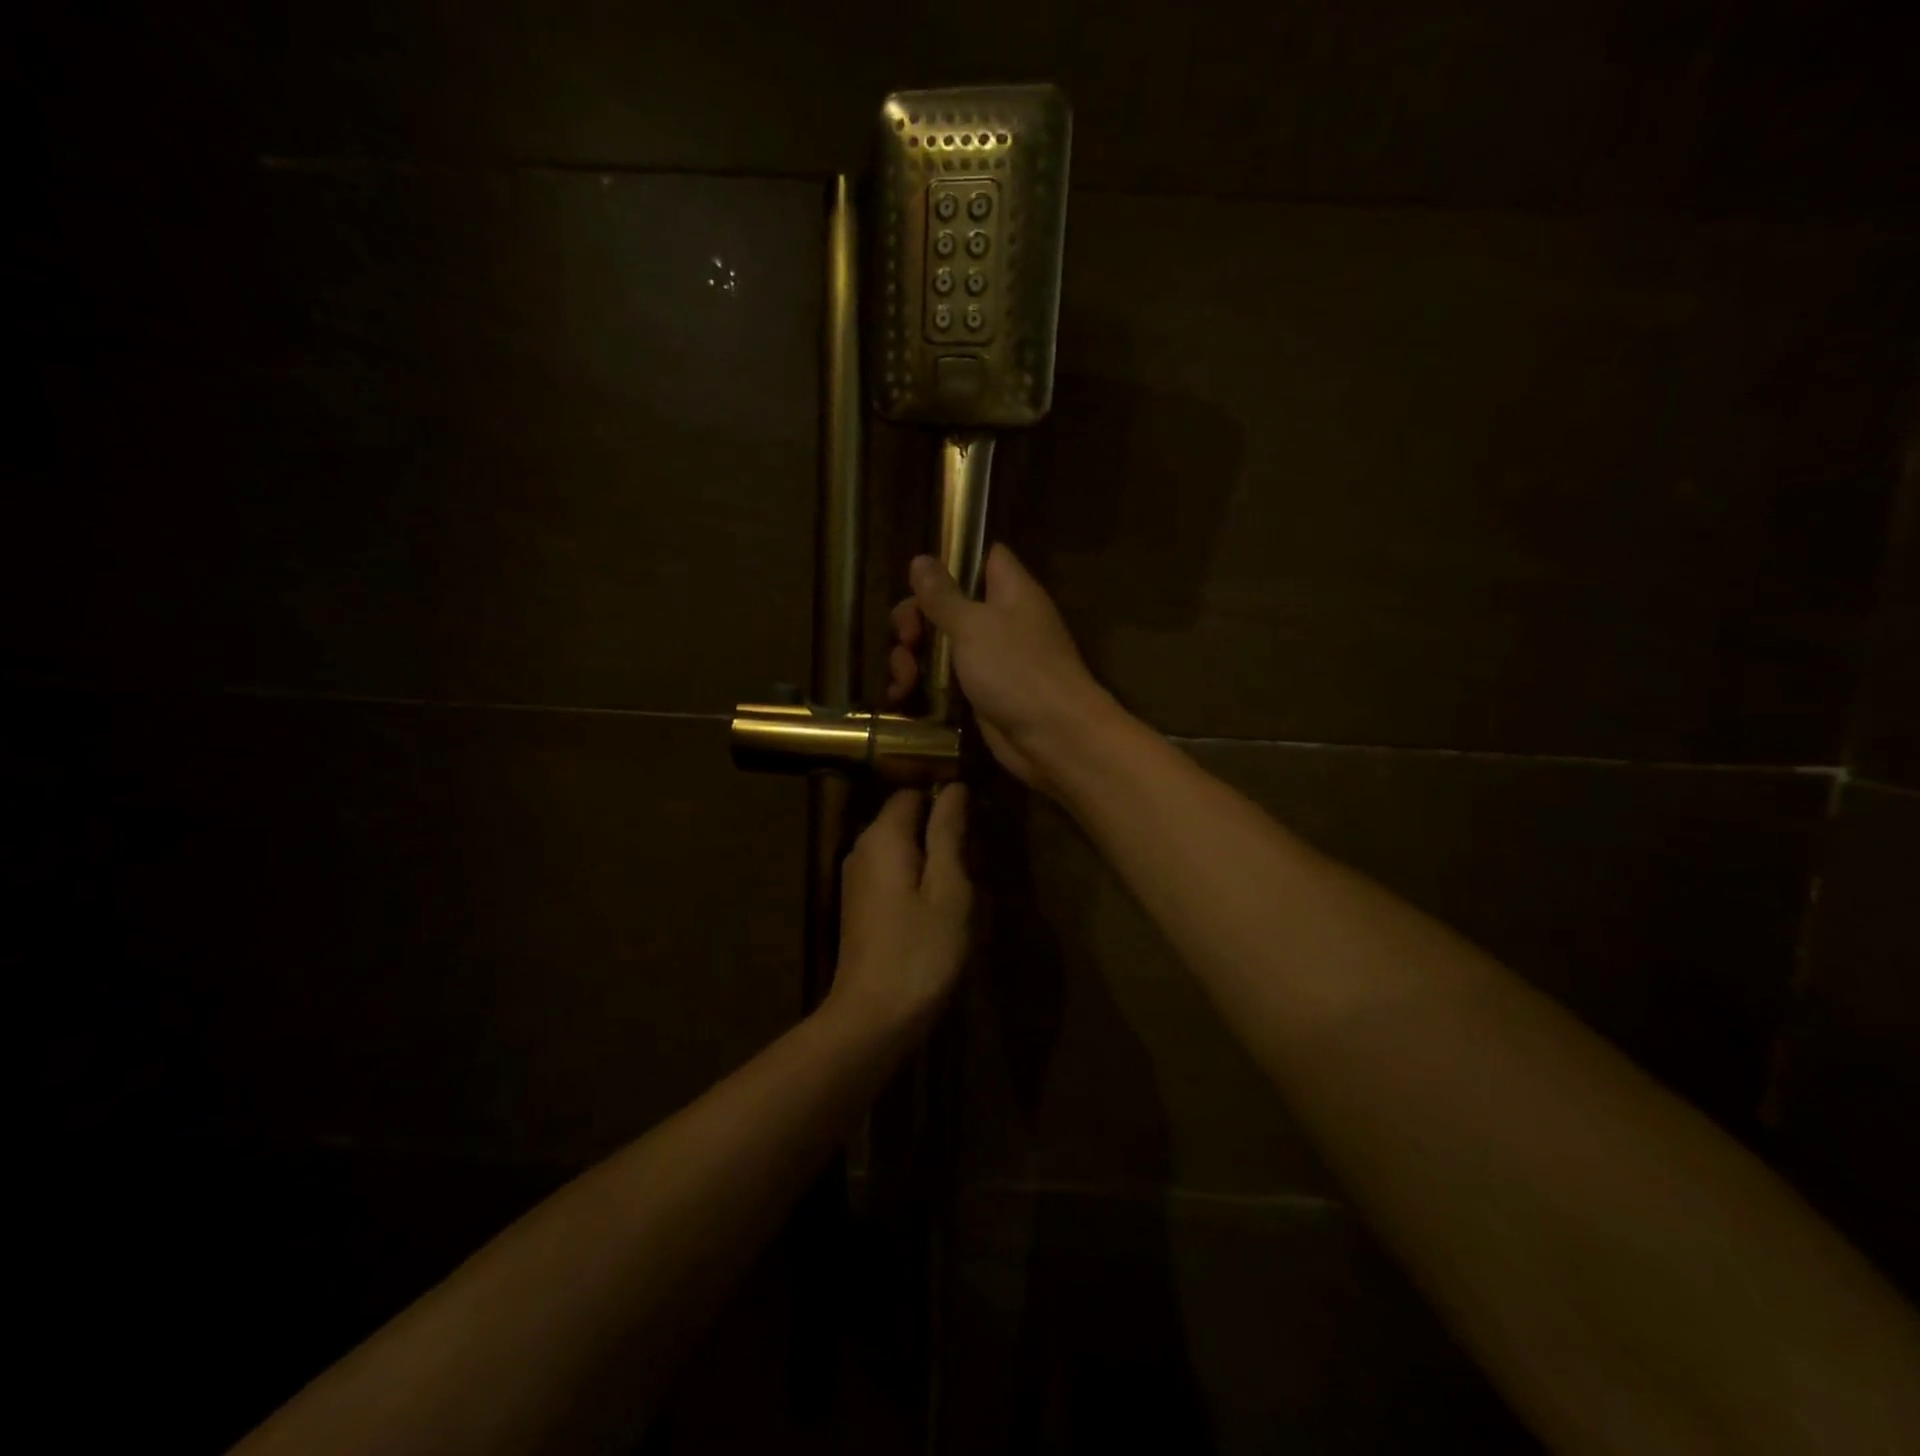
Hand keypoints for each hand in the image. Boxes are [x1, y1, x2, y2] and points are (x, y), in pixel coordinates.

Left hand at [827, 786, 970, 1033]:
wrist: (874, 1016)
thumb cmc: (922, 950)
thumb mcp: (949, 888)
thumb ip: (949, 832)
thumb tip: (954, 788)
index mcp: (882, 836)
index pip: (912, 792)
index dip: (945, 799)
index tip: (977, 823)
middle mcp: (862, 848)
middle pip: (905, 818)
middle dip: (942, 830)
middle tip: (977, 860)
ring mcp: (857, 878)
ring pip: (901, 847)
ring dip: (933, 857)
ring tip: (966, 886)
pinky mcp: (860, 904)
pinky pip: (893, 872)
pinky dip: (918, 878)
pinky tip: (941, 906)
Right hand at [887, 544, 1119, 792]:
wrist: (1053, 736)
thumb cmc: (1016, 669)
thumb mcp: (972, 625)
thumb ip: (943, 595)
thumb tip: (921, 559)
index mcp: (1009, 590)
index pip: (983, 556)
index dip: (951, 561)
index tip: (919, 578)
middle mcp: (1002, 620)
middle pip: (949, 604)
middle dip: (916, 620)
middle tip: (906, 640)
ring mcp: (993, 659)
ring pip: (941, 645)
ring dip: (912, 659)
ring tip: (902, 682)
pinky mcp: (983, 693)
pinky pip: (946, 679)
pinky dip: (923, 685)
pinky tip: (900, 697)